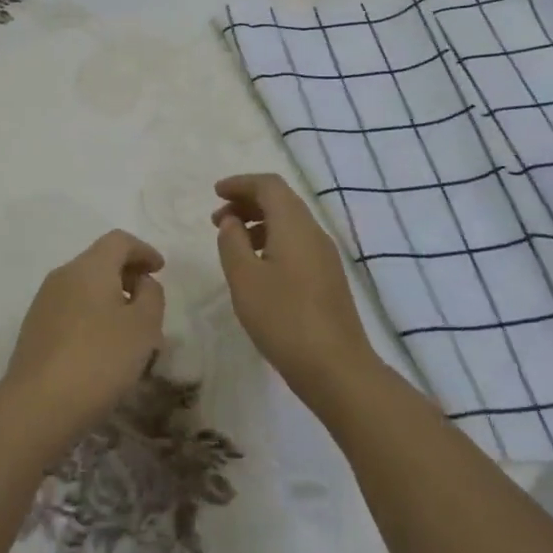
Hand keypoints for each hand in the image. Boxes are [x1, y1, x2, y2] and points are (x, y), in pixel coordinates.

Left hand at [0, 230, 165, 454]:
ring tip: (129, 331)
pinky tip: (102, 347)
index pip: (119, 240)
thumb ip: (151, 296)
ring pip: (84, 287)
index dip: (143, 250)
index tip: (160, 269)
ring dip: (109, 298)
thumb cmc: (99, 360)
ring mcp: (44, 301)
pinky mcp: (35, 328)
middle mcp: (63, 275)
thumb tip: (141, 283)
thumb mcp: (143, 328)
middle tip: (149, 303)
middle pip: (99, 261)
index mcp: (90, 267)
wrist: (37, 405)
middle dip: (127, 275)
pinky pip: (71, 308)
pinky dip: (92, 315)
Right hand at [212, 173, 376, 409]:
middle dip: (247, 202)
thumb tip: (232, 221)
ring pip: (289, 223)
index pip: (269, 185)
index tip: (215, 192)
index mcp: (294, 225)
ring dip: (258, 223)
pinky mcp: (328, 278)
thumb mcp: (244, 278)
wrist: (337, 368)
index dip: (240, 183)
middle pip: (281, 200)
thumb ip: (232, 242)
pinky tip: (257, 266)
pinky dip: (272, 241)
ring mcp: (325, 256)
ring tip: (232, 243)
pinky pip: (297, 243)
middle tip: (217, 219)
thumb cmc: (284, 318)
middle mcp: (314, 232)